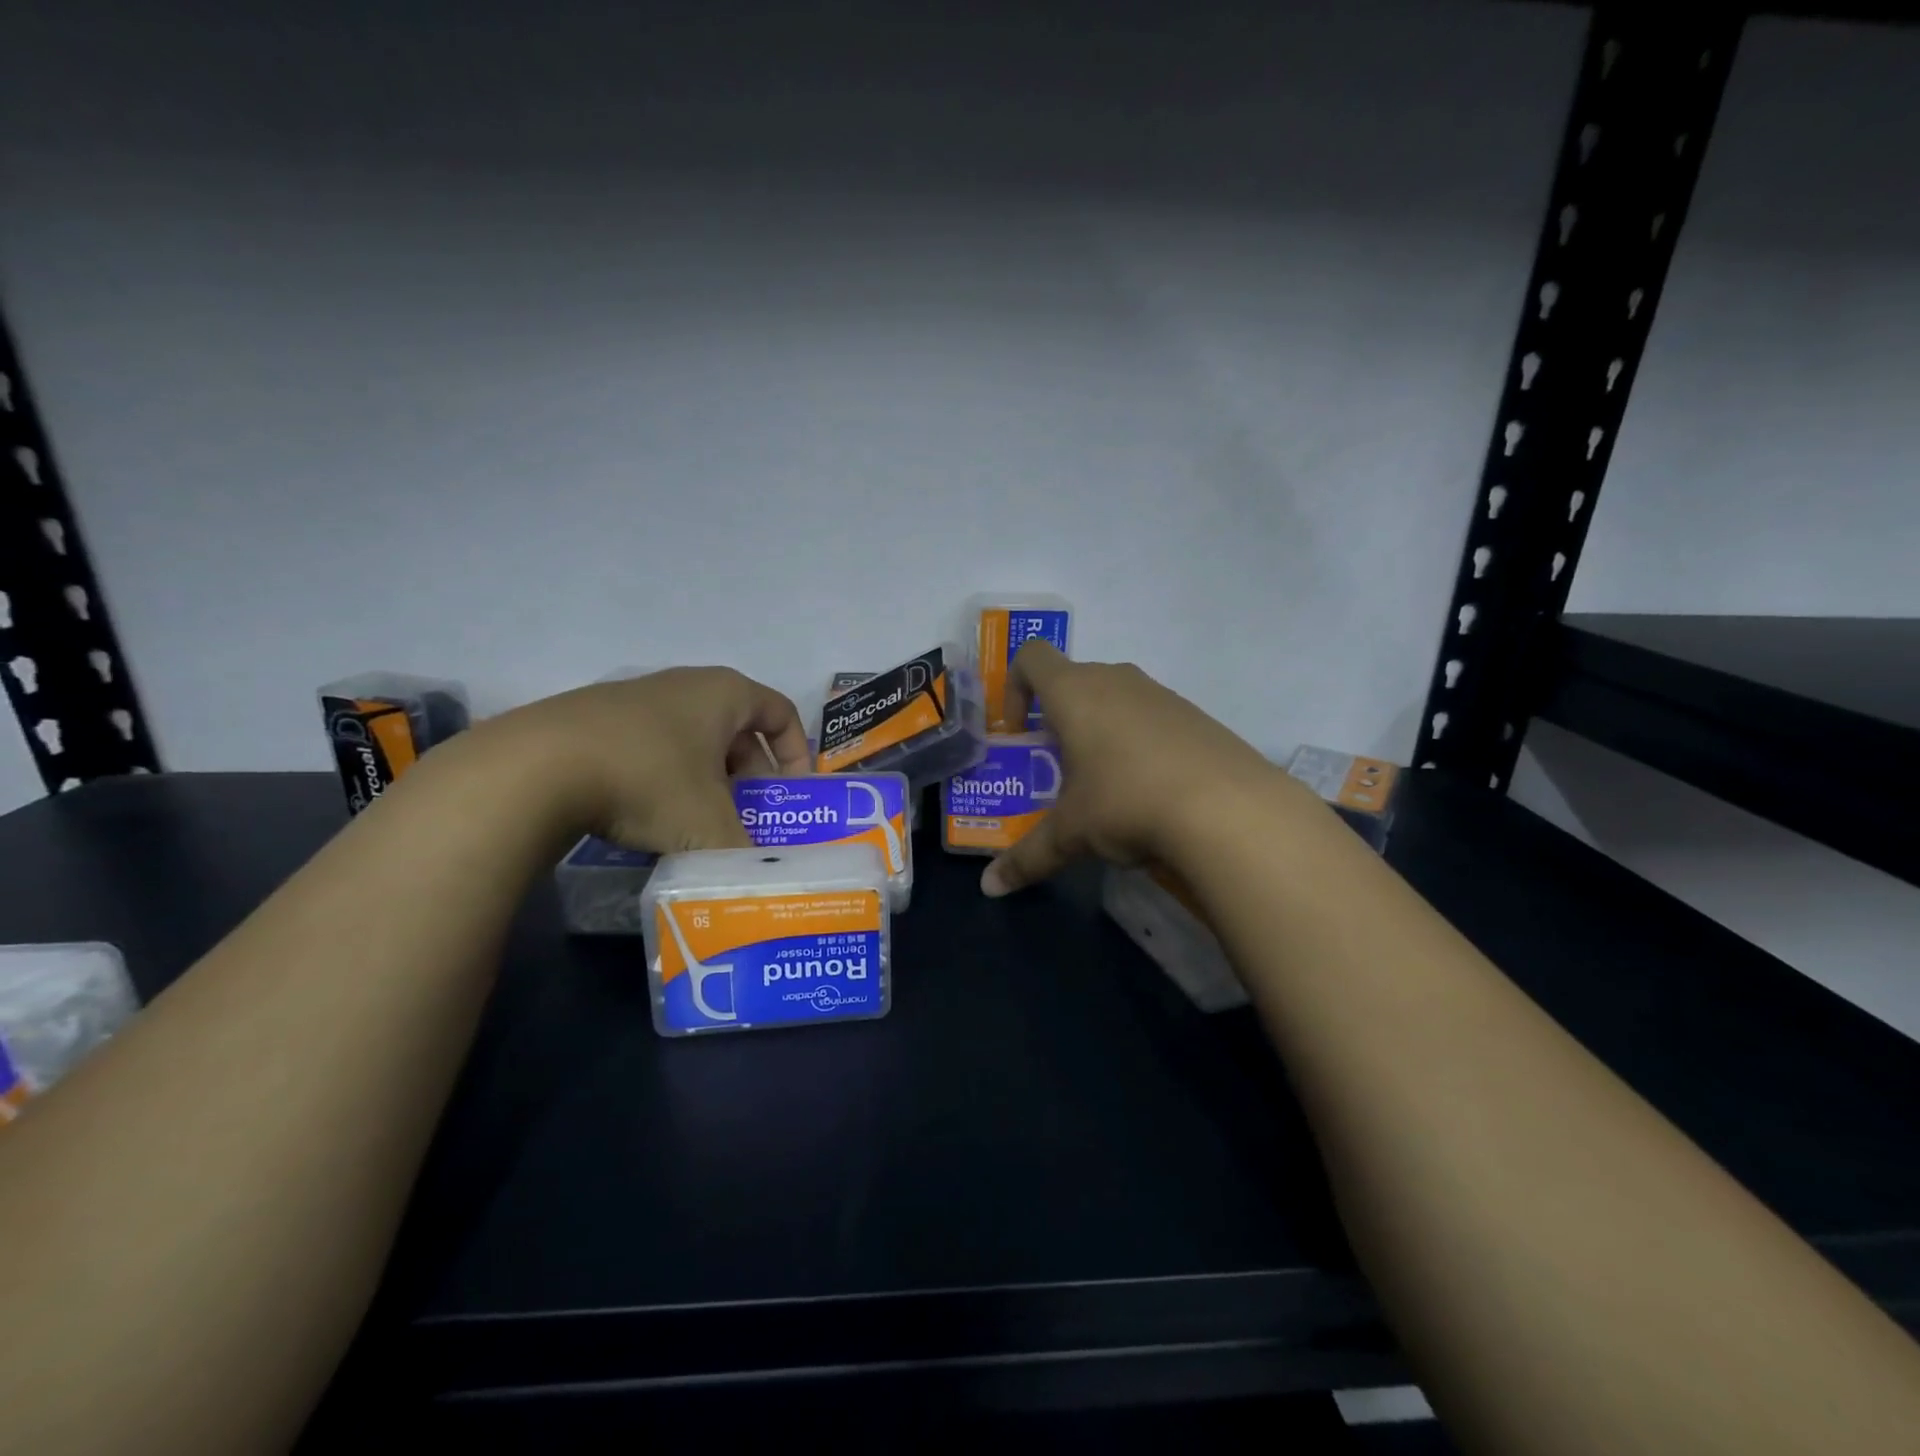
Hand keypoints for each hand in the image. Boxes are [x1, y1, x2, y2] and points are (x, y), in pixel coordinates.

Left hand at [476, 667, 811, 853]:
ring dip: (709, 782)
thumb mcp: (709, 826)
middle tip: (747, 818)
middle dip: (751, 777)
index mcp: (725, 694)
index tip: (792, 795)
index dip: (797, 754)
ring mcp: (637, 699)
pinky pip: (653, 748)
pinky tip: (649, 817)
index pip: (782, 713)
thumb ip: (745, 853)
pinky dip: (666, 780)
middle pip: (738, 731)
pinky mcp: (596, 720)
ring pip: (694, 742)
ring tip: (699, 825)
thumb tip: (761, 877)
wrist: (534, 768)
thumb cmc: (647, 781)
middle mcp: (686, 685)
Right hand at [981, 643, 1292, 895]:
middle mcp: (1116, 680)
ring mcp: (1161, 694)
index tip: (1020, 731)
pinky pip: (1151, 716)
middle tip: (1058, 766)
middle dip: (1058, 717)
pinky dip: (1139, 741)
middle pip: (1074, 679)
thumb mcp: (1071, 834)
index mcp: (1075, 692)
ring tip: (1104, 783)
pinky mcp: (1196, 715)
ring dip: (1099, 728)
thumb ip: (1027, 858)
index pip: (1032, 657)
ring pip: (1116, 697)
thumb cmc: (1127, 803)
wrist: (1229, 810)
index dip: (1015, 686)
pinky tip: (1150, 789)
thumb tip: (991, 888)